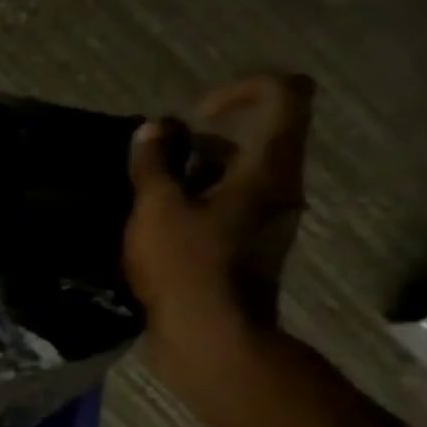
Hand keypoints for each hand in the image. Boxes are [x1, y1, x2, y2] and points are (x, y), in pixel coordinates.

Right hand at [125, 74, 314, 362]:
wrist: (212, 337)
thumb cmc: (186, 266)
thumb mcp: (157, 209)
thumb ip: (153, 165)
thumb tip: (153, 129)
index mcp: (268, 169)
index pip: (284, 96)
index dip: (240, 90)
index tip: (193, 115)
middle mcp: (279, 188)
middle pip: (251, 140)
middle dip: (196, 144)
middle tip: (151, 167)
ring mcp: (266, 221)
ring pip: (234, 177)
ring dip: (189, 177)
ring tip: (143, 201)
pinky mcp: (247, 248)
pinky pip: (225, 208)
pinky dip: (192, 205)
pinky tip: (153, 229)